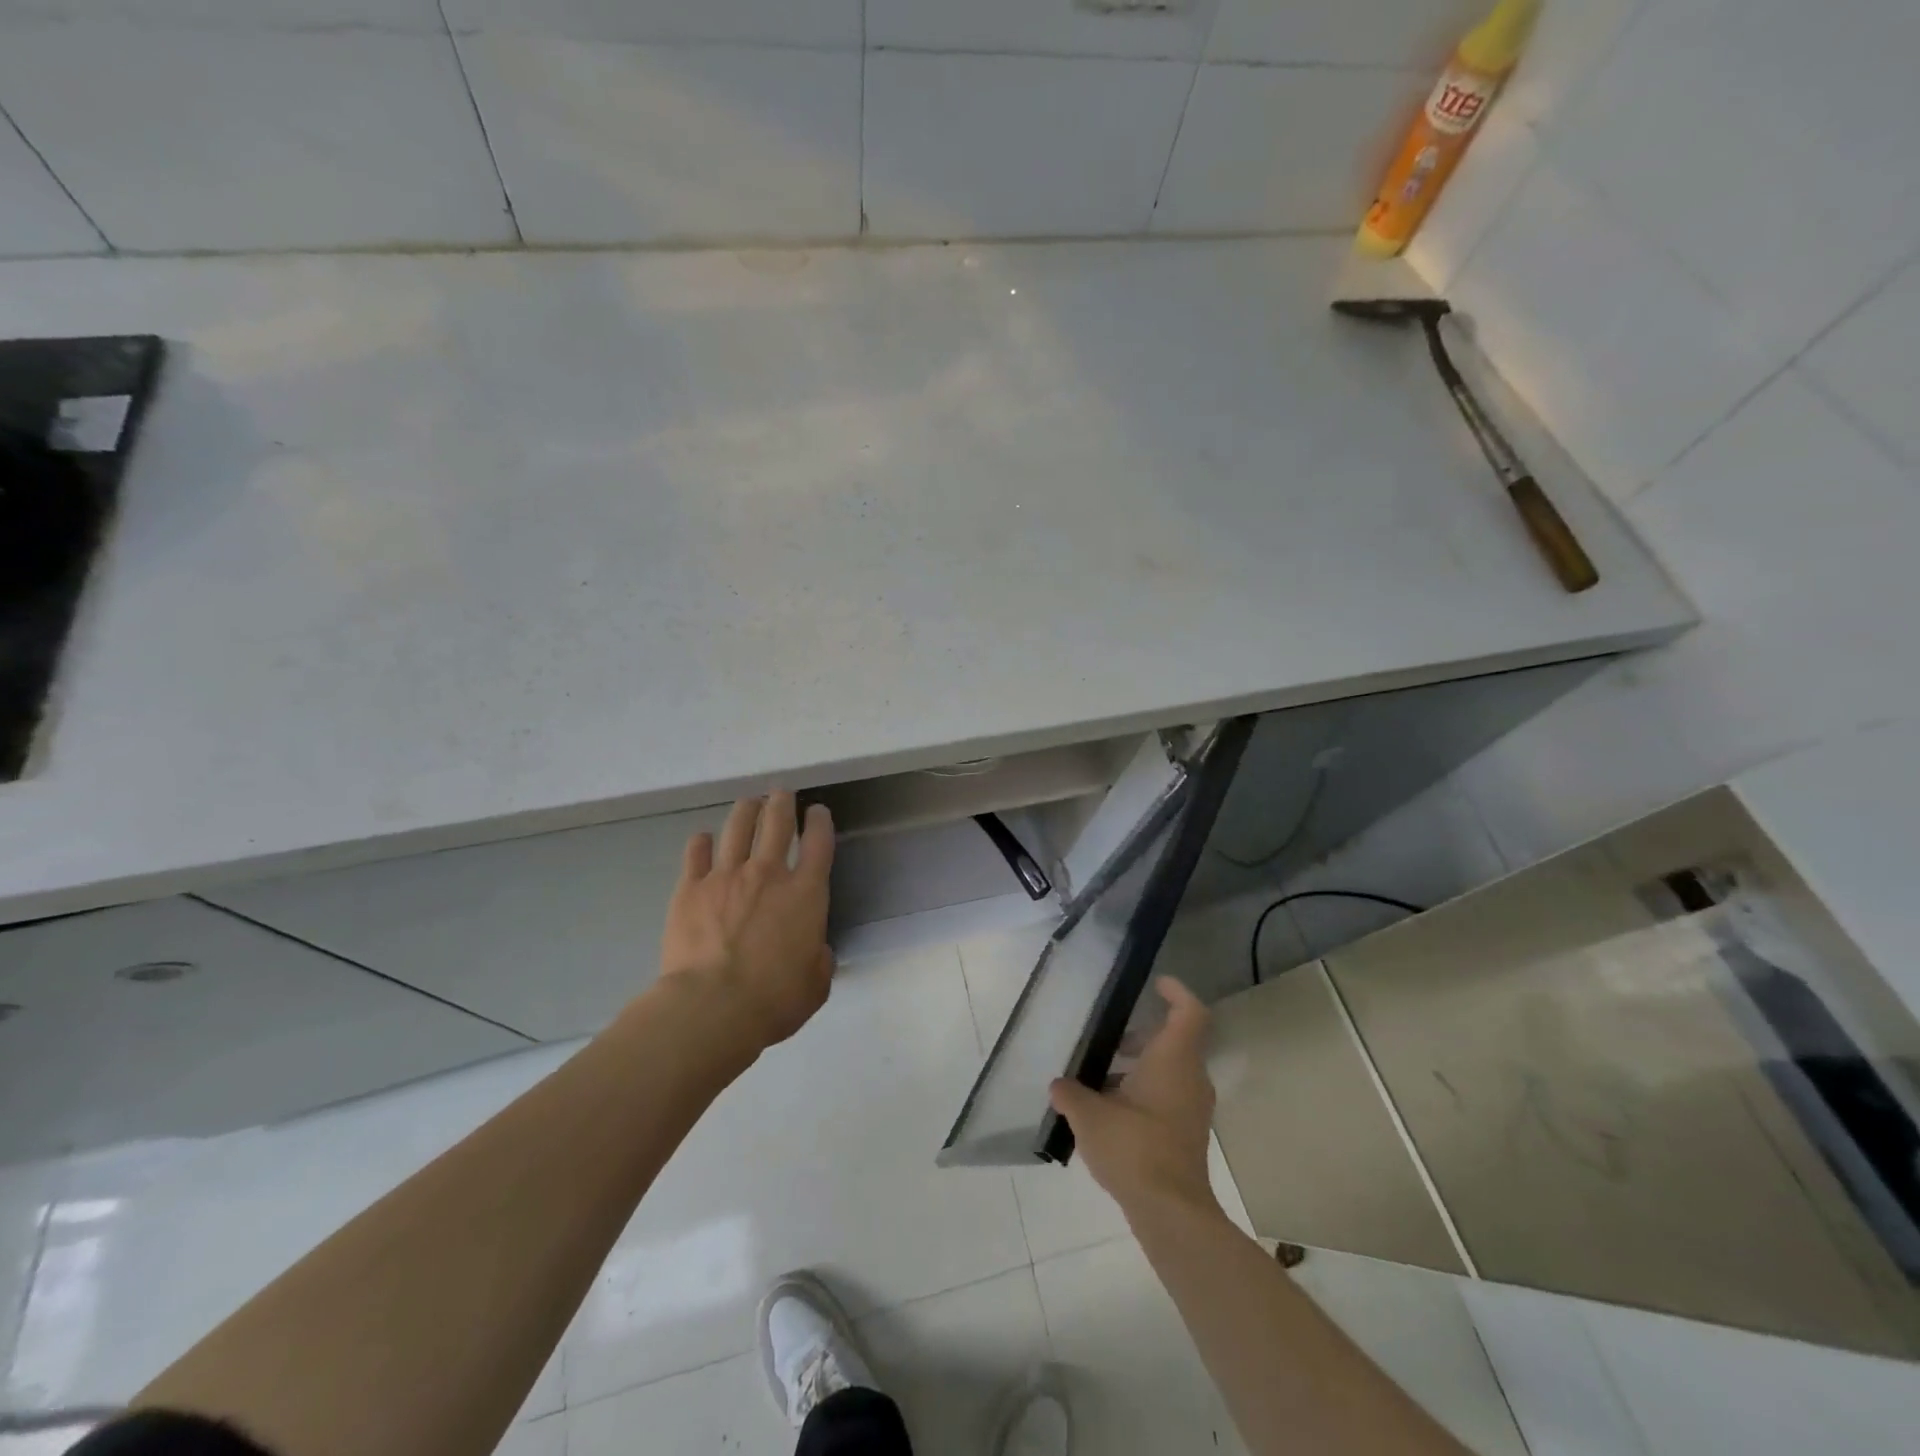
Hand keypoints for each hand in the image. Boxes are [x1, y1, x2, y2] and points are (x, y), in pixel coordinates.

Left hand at [659, 791, 835, 1051]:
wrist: (712, 1007)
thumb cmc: (775, 999)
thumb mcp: (816, 983)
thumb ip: (819, 958)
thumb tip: (814, 949)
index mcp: (806, 893)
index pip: (819, 843)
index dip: (820, 822)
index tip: (817, 811)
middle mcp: (768, 873)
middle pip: (777, 822)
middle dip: (782, 803)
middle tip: (781, 793)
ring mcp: (726, 876)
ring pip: (737, 827)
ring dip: (746, 810)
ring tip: (749, 803)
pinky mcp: (690, 888)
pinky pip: (696, 853)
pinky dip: (701, 842)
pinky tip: (703, 838)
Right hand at [1050, 978, 1219, 1219]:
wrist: (1171, 1214)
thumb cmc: (1134, 1148)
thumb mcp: (1090, 1116)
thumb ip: (1071, 1094)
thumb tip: (1059, 1085)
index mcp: (1174, 1060)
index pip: (1189, 1012)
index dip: (1176, 992)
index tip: (1156, 984)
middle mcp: (1190, 1079)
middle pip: (1175, 1042)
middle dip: (1142, 1036)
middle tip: (1110, 1037)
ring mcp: (1192, 1110)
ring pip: (1170, 1072)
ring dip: (1139, 1067)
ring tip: (1099, 1077)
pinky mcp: (1187, 1136)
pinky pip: (1167, 1098)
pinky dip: (1142, 1093)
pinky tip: (1108, 1112)